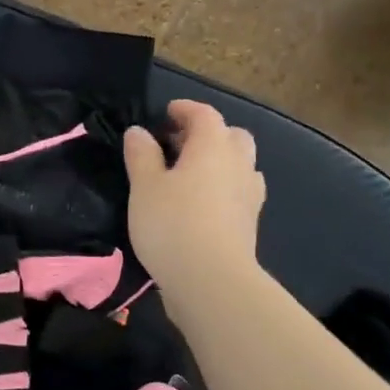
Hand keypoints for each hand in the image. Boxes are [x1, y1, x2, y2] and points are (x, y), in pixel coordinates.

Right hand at [123, 100, 264, 303]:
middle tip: (179, 145)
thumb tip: (139, 132)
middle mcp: (238, 163)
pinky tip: (204, 204)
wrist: (211, 279)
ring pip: (240, 164)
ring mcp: (249, 194)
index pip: (204, 114)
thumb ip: (141, 155)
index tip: (167, 112)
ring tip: (191, 175)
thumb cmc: (172, 224)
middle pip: (231, 136)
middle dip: (208, 134)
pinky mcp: (250, 223)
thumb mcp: (144, 187)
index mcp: (213, 146)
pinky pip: (239, 192)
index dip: (185, 109)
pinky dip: (224, 188)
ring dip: (220, 161)